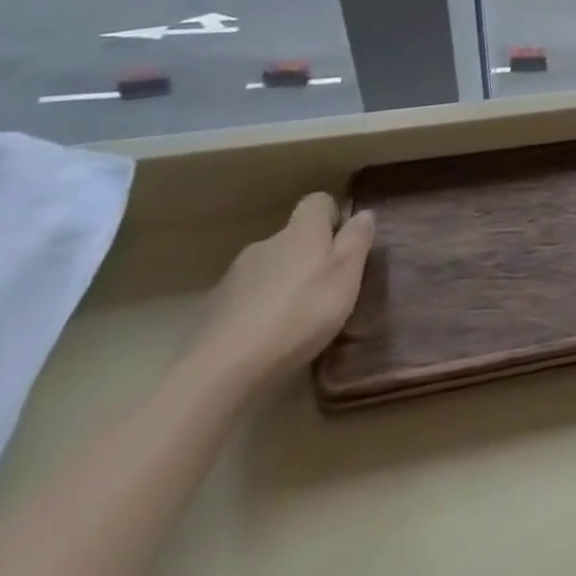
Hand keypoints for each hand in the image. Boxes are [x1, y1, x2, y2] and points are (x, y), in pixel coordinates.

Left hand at [186, 193, 375, 393]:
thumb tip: (363, 214)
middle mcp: (265, 244)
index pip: (317, 202)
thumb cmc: (299, 314)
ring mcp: (233, 278)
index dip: (332, 217)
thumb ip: (357, 240)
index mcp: (300, 232)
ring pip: (267, 269)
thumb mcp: (346, 275)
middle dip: (307, 256)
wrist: (220, 372)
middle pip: (292, 239)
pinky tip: (262, 339)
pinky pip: (243, 300)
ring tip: (292, 319)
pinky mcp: (211, 312)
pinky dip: (256, 310)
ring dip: (280, 284)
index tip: (342, 245)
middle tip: (322, 289)